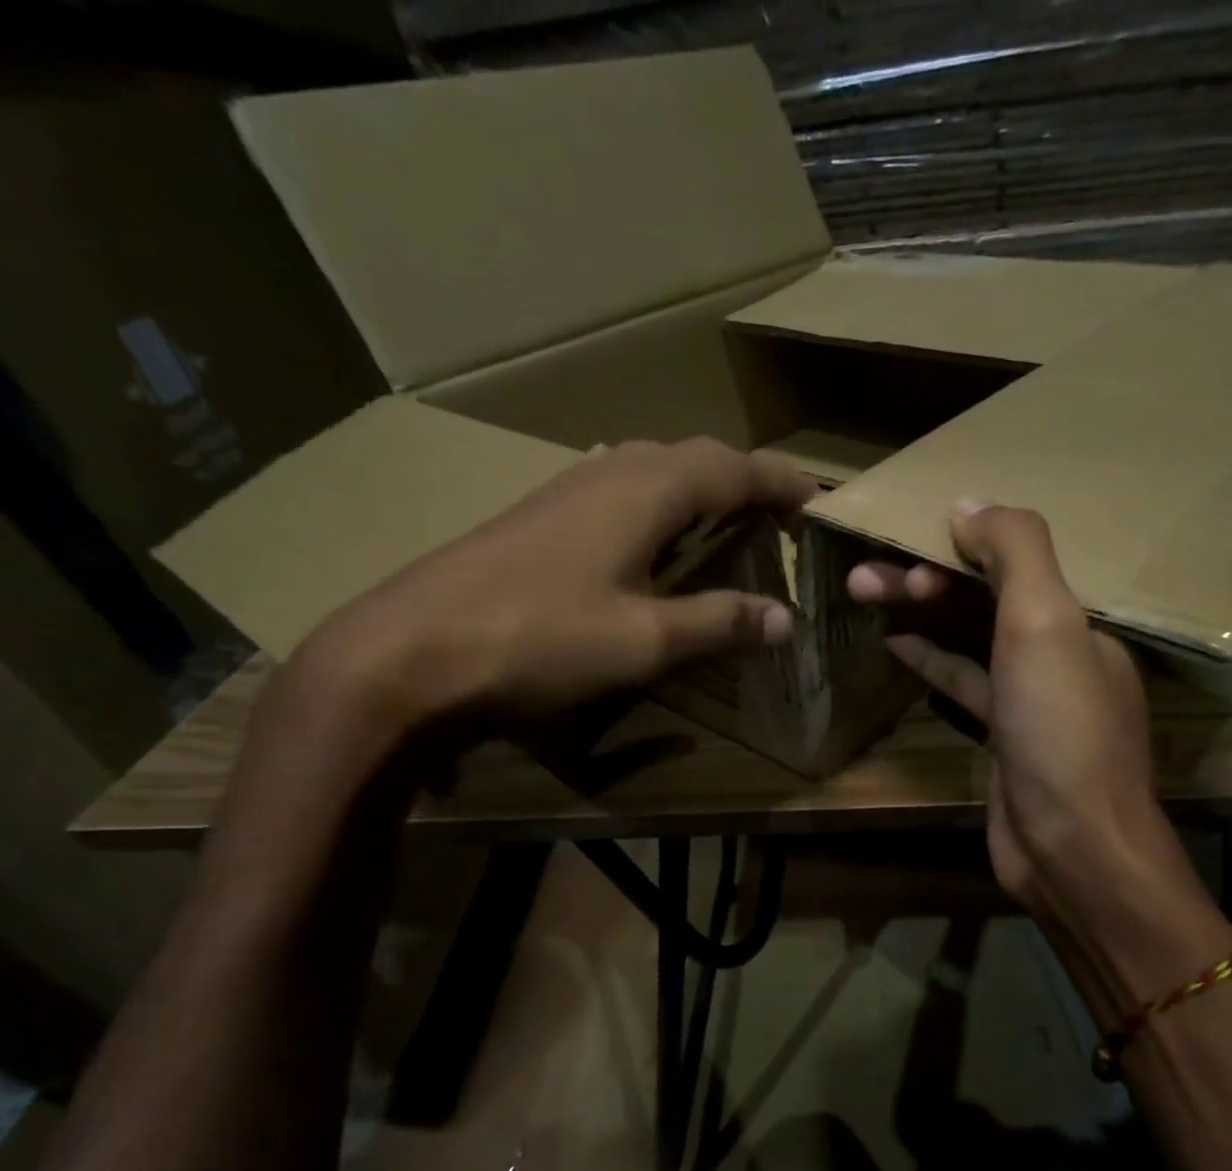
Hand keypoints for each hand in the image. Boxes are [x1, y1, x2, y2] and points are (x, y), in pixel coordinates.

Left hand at [283, 437, 816, 757]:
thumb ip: (718, 622)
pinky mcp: (537, 515)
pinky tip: (648, 537)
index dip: (781, 482)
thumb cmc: (541, 640)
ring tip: (725, 522)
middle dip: (743, 479)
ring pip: (650, 468)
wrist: (412, 651)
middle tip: (777, 515)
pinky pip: (616, 489)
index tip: (819, 500)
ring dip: (696, 487)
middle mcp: (609, 472)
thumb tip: (784, 619)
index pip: (734, 469)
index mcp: (646, 490)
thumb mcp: (645, 639)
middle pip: (693, 457)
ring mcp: (565, 489)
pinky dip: (655, 504)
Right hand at [848, 501, 1228, 1000]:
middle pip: (984, 598)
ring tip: (862, 592)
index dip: (958, 545)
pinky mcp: (1003, 735)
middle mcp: (1060, 651)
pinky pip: (963, 682)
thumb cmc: (1061, 729)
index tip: (904, 538)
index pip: (1015, 562)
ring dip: (919, 613)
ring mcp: (1030, 697)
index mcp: (1080, 619)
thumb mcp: (1046, 624)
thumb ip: (1015, 552)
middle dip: (924, 579)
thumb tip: (969, 503)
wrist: (1072, 847)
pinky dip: (931, 659)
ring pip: (968, 638)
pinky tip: (895, 643)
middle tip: (862, 573)